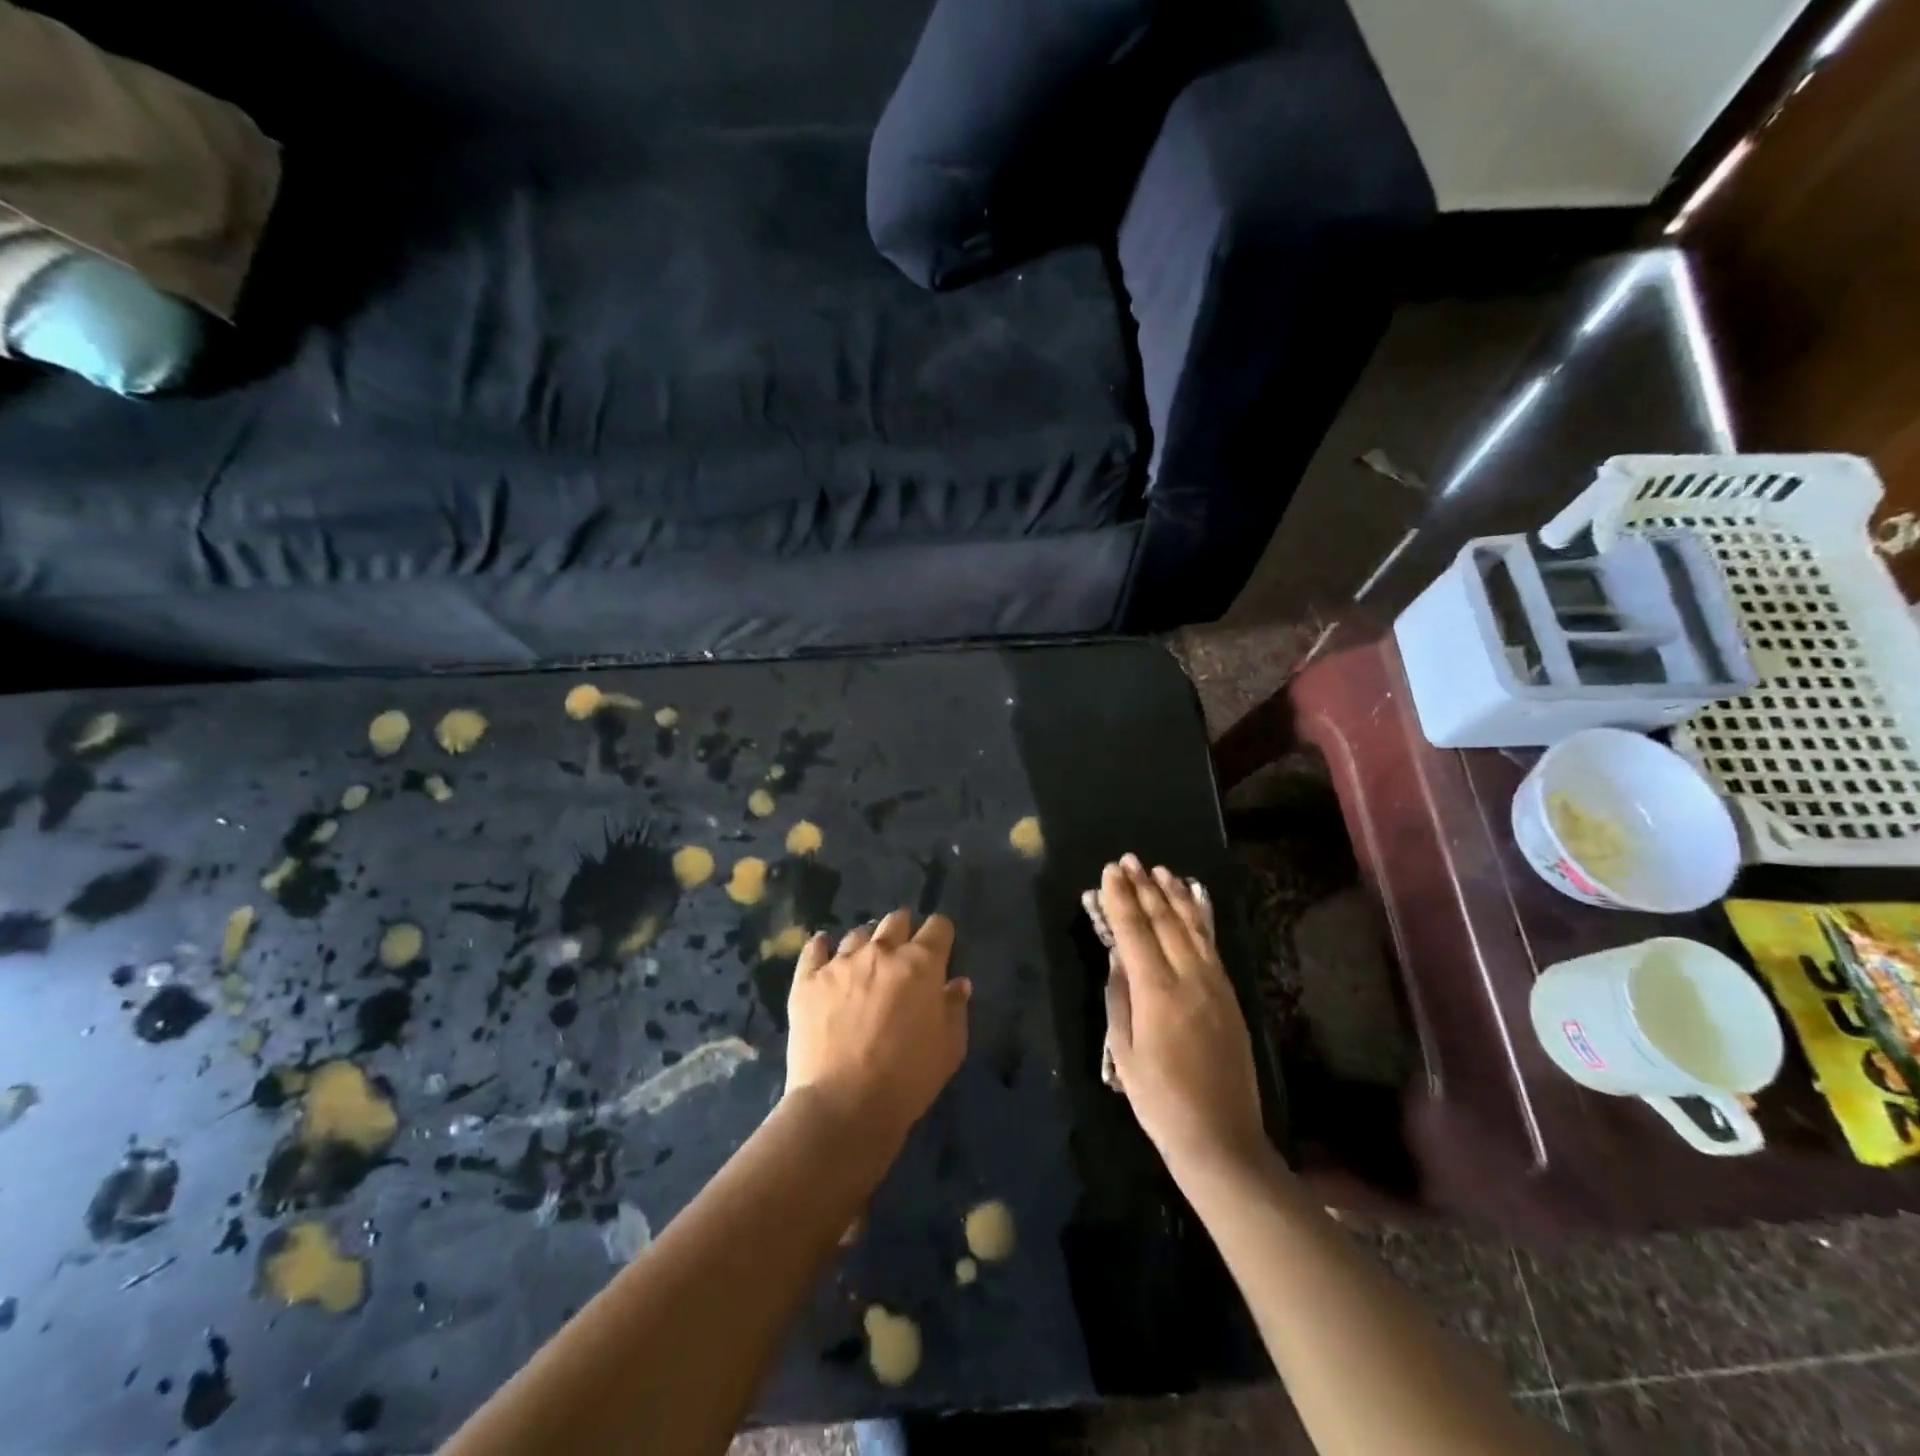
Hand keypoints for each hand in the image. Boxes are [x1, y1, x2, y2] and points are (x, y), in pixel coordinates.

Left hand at [785, 909, 970, 1147]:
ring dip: (867, 945)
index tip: (940, 951)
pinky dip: (822, 948)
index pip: (938, 927)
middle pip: (897, 920)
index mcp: (921, 964)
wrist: (843, 1105)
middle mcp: (881, 952)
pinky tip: (824, 954)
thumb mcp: (949, 1049)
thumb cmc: (907, 1079)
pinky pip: (815, 948)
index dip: (941, 936)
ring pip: (858, 934)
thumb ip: (955, 1009)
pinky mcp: (808, 979)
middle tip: (903, 956)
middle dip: (904, 931)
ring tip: (864, 966)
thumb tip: (957, 983)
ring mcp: (841, 962)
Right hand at [1102, 857, 1267, 1175]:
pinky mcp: (1230, 994)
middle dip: (1143, 888)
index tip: (1109, 872)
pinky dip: (1199, 917)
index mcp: (1157, 993)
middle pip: (1164, 921)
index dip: (1119, 899)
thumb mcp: (1123, 1052)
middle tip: (1128, 861)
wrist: (1222, 1138)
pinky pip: (1212, 944)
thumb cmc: (1160, 1100)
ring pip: (1192, 926)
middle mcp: (1189, 978)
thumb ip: (1119, 997)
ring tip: (1159, 870)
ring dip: (1173, 895)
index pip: (1134, 932)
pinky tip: (1192, 901)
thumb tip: (1118, 958)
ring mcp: (1215, 984)